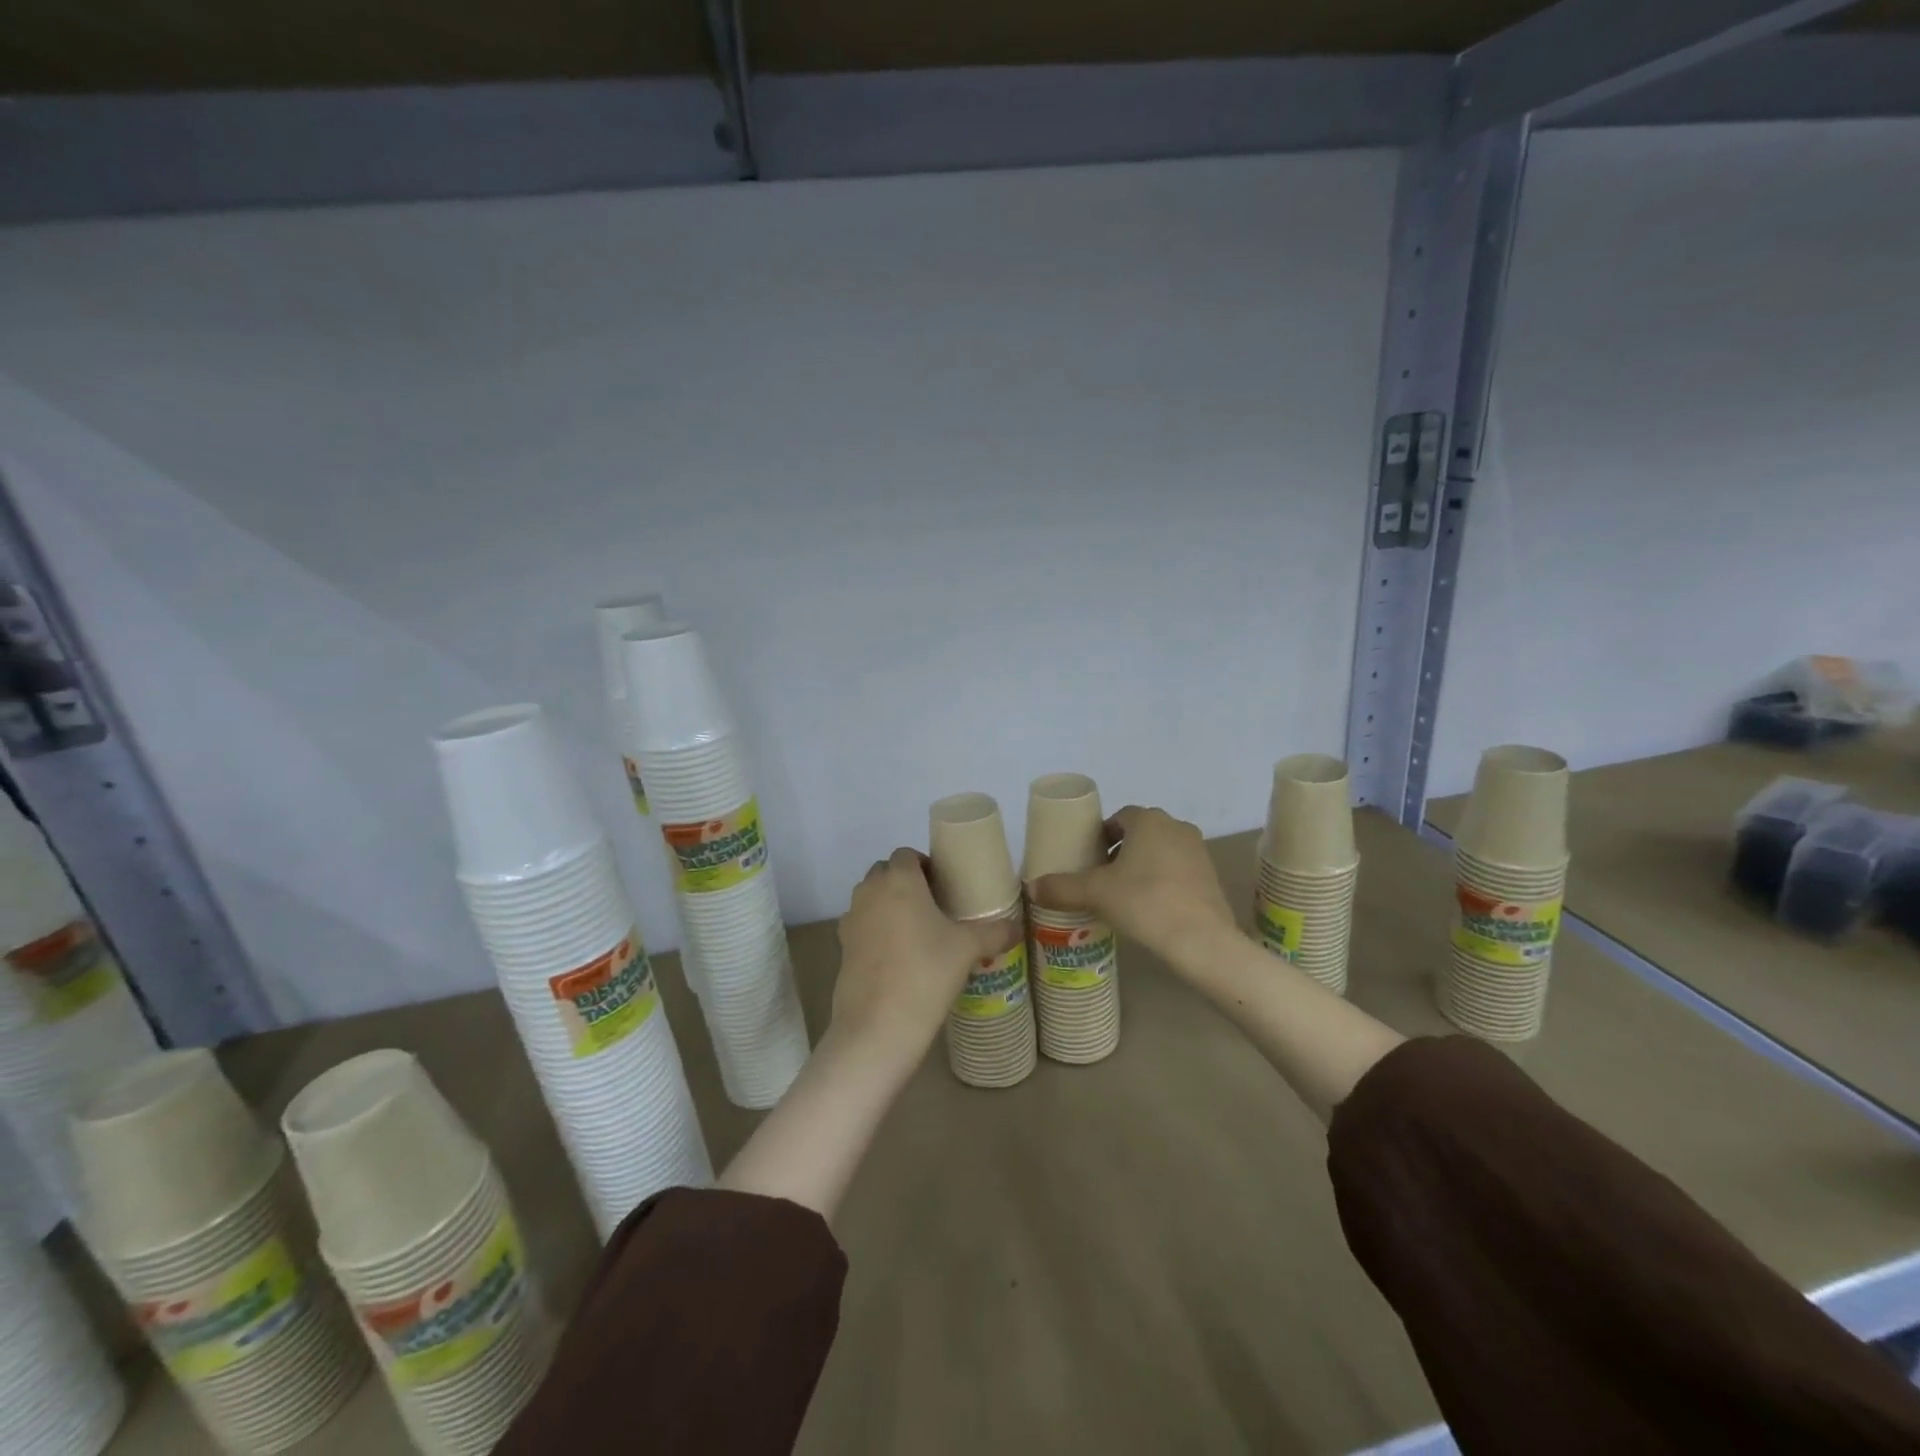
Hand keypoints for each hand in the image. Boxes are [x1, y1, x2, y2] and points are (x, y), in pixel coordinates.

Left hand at [834, 848, 1020, 1053]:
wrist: (878, 1024)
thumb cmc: (926, 972)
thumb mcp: (968, 949)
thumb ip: (996, 932)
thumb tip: (1017, 927)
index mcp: (899, 879)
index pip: (906, 854)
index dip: (925, 865)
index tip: (944, 886)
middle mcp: (870, 891)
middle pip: (885, 872)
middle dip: (906, 882)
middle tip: (933, 907)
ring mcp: (851, 918)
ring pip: (871, 898)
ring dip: (889, 905)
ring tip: (917, 932)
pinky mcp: (842, 946)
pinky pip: (862, 925)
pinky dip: (876, 930)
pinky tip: (898, 956)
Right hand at [1029, 806, 1235, 970]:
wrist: (1201, 940)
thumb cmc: (1144, 903)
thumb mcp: (1095, 894)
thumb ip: (1061, 887)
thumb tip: (1031, 887)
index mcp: (1148, 820)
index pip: (1118, 818)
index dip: (1100, 837)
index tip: (1088, 859)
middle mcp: (1176, 826)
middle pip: (1140, 833)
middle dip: (1119, 851)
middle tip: (1100, 878)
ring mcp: (1198, 851)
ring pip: (1160, 851)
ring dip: (1142, 866)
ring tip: (1123, 895)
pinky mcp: (1211, 876)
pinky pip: (1178, 870)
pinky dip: (1162, 881)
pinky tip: (1150, 907)